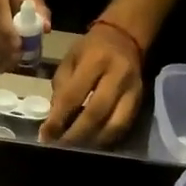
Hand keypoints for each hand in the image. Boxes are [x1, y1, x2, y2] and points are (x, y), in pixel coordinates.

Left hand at [41, 23, 143, 145]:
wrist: (125, 37)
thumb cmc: (91, 49)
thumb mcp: (70, 60)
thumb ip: (61, 88)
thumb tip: (54, 120)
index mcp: (95, 61)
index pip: (73, 96)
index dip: (58, 120)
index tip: (45, 136)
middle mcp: (117, 76)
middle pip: (96, 114)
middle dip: (76, 135)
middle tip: (60, 147)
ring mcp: (133, 90)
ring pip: (114, 125)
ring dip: (93, 141)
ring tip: (76, 148)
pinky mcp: (140, 101)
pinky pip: (124, 126)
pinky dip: (107, 139)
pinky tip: (93, 144)